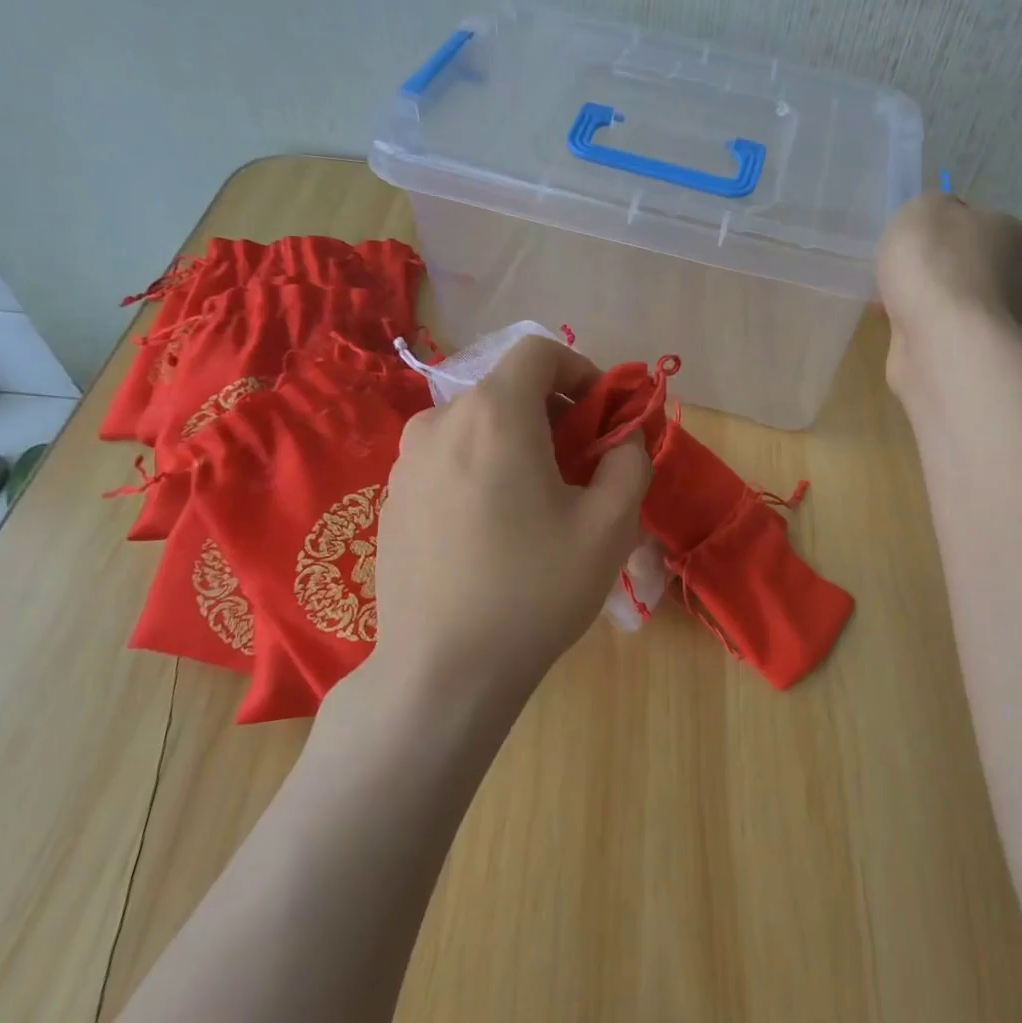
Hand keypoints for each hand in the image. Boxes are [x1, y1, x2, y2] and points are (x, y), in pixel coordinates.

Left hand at [337, 336, 650, 721]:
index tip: (604, 416)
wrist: (441, 670)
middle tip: (584, 466)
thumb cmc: (534, 589)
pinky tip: (498, 529)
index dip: (581, 371)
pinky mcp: (392, 500)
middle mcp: (439, 422)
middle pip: (508, 389)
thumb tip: (622, 441)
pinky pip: (450, 460)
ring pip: (478, 426)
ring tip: (543, 501)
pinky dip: (484, 469)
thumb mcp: (610, 525)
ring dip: (520, 443)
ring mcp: (406, 462)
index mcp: (493, 414)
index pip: (539, 352)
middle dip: (556, 414)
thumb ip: (629, 463)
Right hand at [877, 193, 1021, 390]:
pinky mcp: (970, 354)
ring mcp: (994, 323)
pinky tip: (894, 327)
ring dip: (922, 302)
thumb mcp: (924, 209)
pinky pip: (938, 332)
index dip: (944, 228)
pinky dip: (917, 329)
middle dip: (933, 270)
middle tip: (899, 271)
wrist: (940, 340)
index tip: (915, 238)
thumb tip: (938, 223)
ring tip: (887, 302)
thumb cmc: (936, 264)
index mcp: (1013, 236)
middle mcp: (1015, 279)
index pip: (980, 223)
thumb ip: (931, 208)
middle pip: (966, 265)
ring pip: (951, 302)